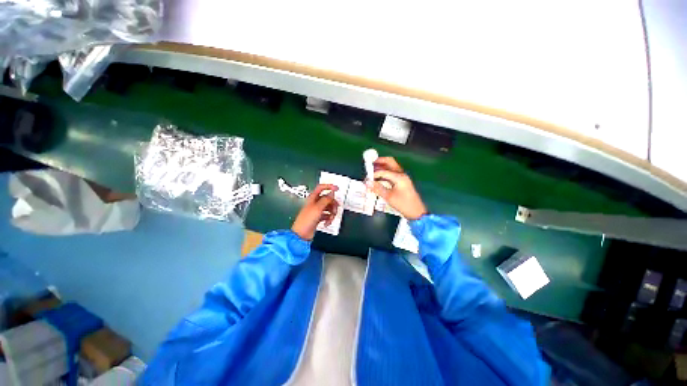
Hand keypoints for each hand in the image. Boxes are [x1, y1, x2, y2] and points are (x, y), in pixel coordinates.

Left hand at [291, 184, 339, 240]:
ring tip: (330, 219)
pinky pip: (327, 215)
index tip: (337, 189)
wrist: (302, 234)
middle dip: (333, 204)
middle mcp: (315, 203)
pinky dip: (329, 219)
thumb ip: (326, 199)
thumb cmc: (307, 220)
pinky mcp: (319, 217)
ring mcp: (317, 210)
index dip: (329, 186)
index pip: (321, 187)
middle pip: (328, 199)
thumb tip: (332, 193)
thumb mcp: (318, 208)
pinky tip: (326, 223)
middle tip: (335, 210)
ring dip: (332, 213)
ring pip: (329, 208)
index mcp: (313, 198)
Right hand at [366, 157, 427, 219]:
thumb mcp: (389, 197)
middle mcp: (401, 174)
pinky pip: (393, 173)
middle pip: (390, 162)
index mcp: (399, 177)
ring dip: (382, 167)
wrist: (416, 212)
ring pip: (391, 167)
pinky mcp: (403, 182)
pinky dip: (385, 173)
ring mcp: (403, 177)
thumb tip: (368, 183)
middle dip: (380, 162)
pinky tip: (379, 178)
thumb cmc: (403, 204)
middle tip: (370, 163)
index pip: (384, 171)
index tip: (367, 178)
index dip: (374, 173)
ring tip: (373, 170)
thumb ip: (377, 188)